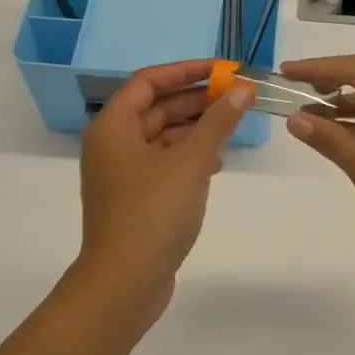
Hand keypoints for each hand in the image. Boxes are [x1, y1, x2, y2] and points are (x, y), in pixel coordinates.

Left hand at [74, 60, 252, 318]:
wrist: (124, 283)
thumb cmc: (153, 213)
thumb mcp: (191, 162)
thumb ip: (218, 122)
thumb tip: (242, 89)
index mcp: (113, 127)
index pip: (149, 81)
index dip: (188, 71)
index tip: (225, 70)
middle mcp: (112, 144)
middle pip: (156, 108)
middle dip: (196, 100)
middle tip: (237, 96)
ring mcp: (122, 174)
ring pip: (162, 137)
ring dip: (196, 129)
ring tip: (233, 126)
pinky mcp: (135, 199)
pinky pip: (163, 164)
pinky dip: (189, 157)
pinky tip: (217, 163)